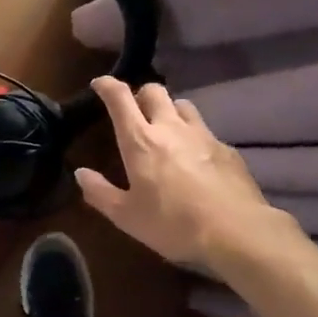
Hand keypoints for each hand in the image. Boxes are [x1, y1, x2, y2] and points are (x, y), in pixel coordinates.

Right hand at [76, 77, 300, 274]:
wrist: (236, 232)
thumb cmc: (172, 224)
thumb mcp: (126, 216)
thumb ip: (100, 192)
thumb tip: (81, 173)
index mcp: (140, 140)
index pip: (120, 97)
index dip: (107, 85)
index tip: (100, 84)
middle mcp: (170, 127)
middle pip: (154, 91)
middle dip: (141, 94)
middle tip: (135, 112)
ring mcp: (203, 135)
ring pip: (183, 106)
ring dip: (170, 111)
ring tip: (167, 130)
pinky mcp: (227, 149)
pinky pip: (206, 131)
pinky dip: (195, 137)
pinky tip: (197, 159)